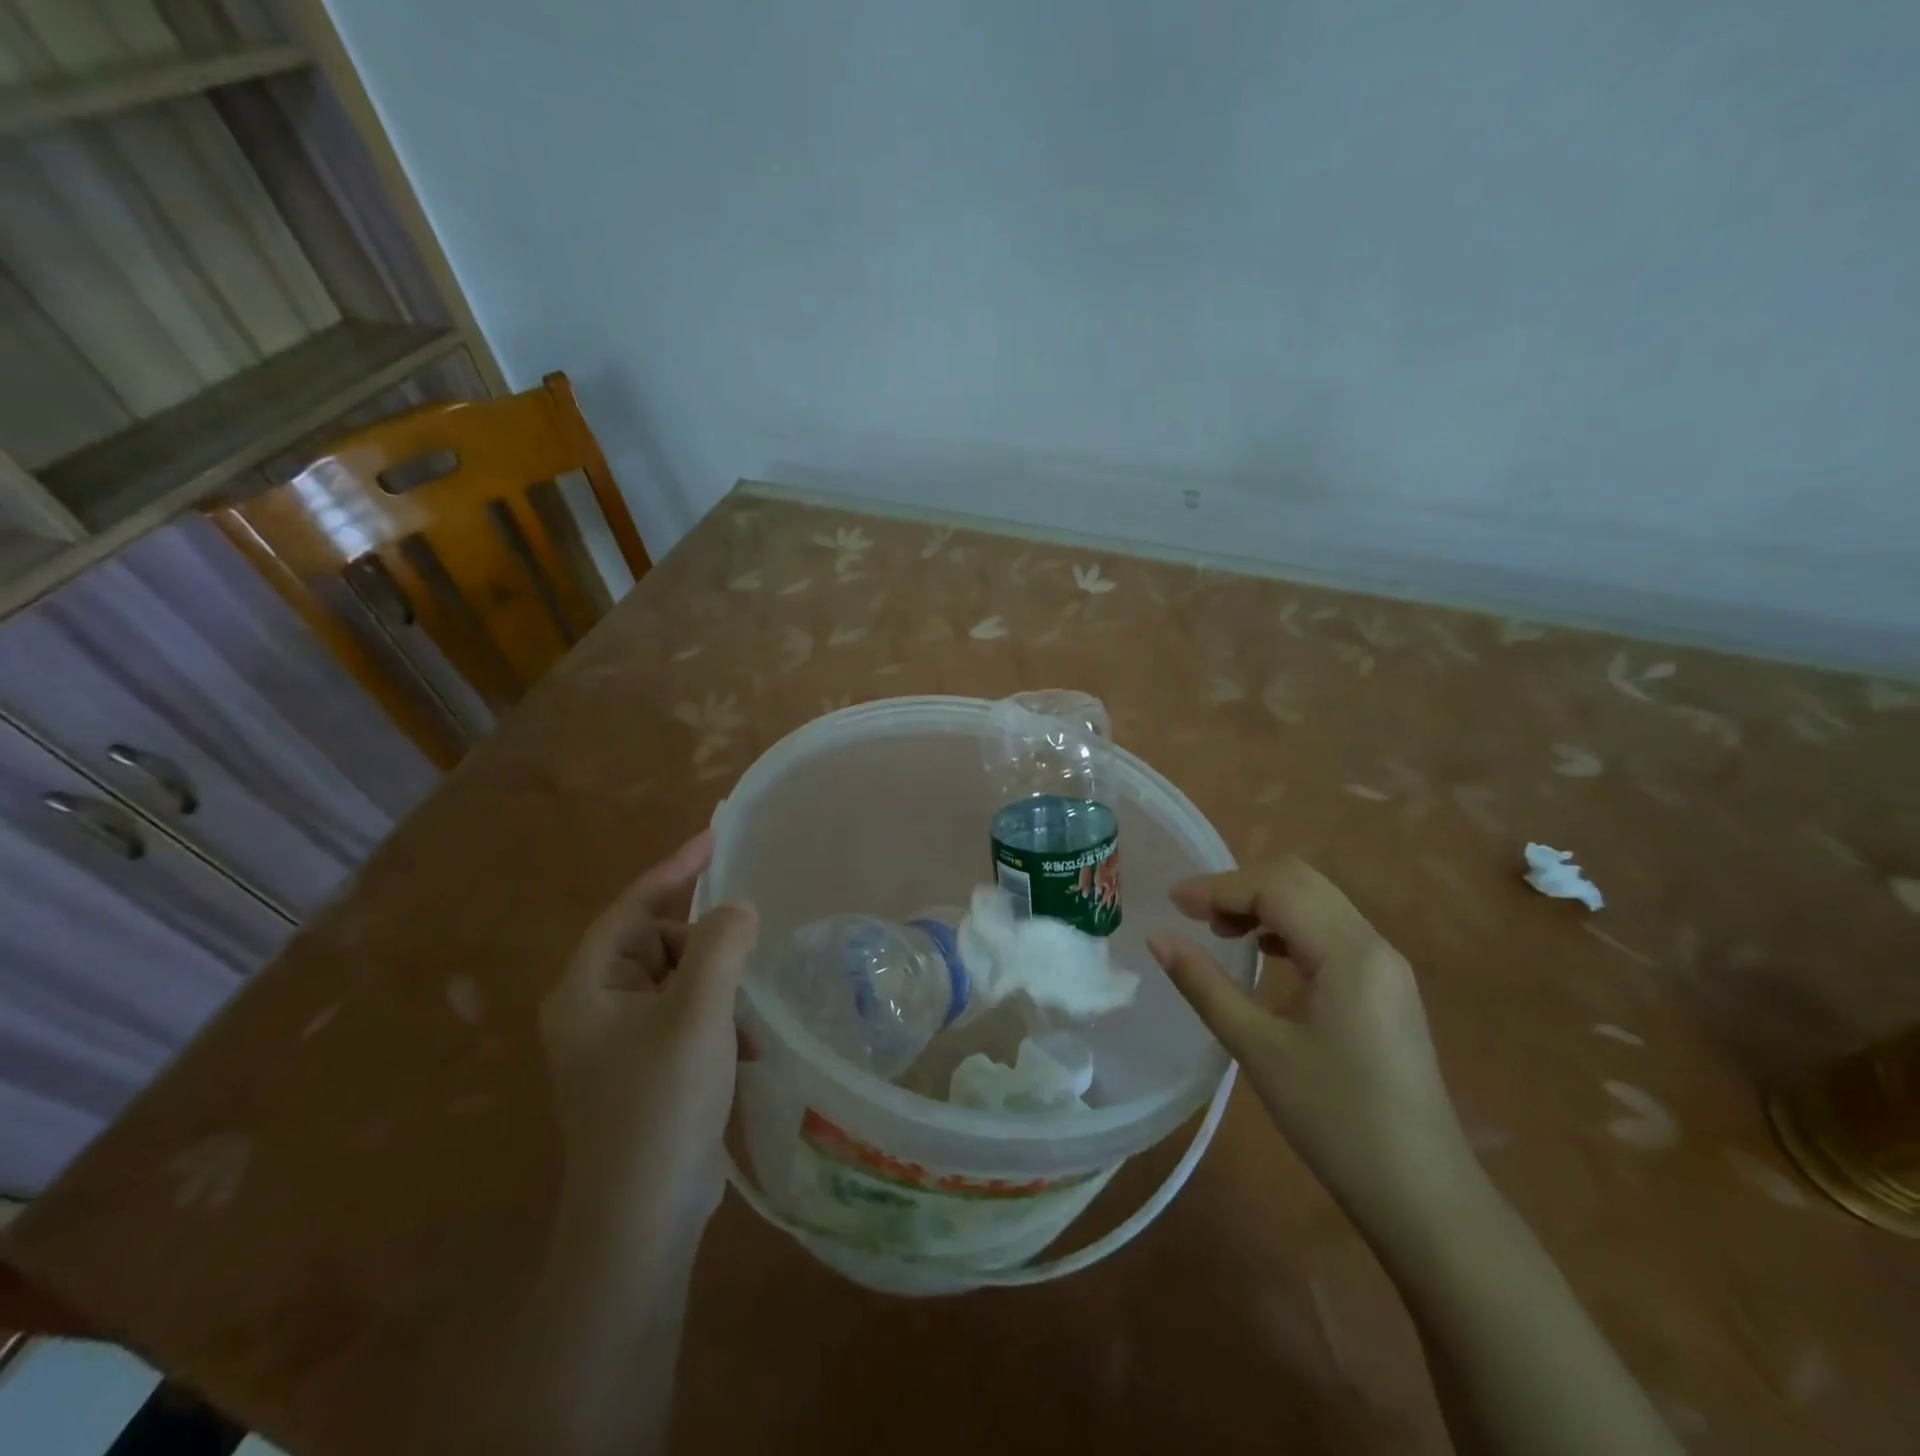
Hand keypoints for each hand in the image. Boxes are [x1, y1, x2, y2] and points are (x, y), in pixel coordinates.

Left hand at [539, 830, 758, 1238]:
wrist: (642, 1221)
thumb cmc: (661, 1103)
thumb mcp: (698, 1013)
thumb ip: (720, 946)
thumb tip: (737, 909)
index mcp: (586, 988)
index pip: (632, 907)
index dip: (675, 870)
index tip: (716, 839)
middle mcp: (592, 1010)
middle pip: (656, 944)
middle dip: (704, 947)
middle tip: (744, 961)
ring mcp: (616, 1045)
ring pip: (676, 982)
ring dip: (716, 987)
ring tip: (746, 1012)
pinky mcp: (642, 1072)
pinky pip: (684, 1017)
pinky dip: (715, 1018)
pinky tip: (744, 1045)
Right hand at [1148, 858, 1474, 1221]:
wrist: (1423, 1196)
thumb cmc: (1335, 1120)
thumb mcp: (1258, 1048)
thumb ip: (1204, 985)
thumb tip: (1156, 938)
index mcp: (1349, 953)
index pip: (1276, 888)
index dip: (1219, 887)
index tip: (1172, 902)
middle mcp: (1373, 944)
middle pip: (1301, 882)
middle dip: (1241, 886)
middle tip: (1195, 914)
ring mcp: (1386, 966)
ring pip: (1318, 902)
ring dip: (1266, 902)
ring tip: (1222, 931)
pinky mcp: (1387, 987)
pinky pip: (1332, 930)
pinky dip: (1290, 925)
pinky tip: (1265, 955)